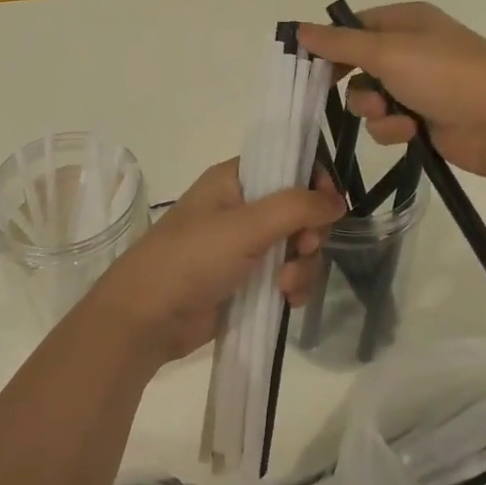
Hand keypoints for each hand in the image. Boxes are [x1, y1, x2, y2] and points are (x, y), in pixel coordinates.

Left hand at [90, 159, 343, 363]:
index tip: (330, 207)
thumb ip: (295, 207)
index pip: (288, 165)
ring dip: (303, 266)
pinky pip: (288, 276)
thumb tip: (338, 202)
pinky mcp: (248, 282)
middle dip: (310, 232)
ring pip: (298, 247)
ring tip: (286, 285)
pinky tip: (287, 302)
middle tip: (304, 247)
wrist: (147, 319)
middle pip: (300, 209)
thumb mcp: (245, 226)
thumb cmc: (192, 259)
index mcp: (235, 180)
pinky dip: (294, 287)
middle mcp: (242, 208)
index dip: (314, 182)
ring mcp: (246, 247)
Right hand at [297, 3, 485, 179]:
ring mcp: (421, 85)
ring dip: (373, 110)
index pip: (356, 26)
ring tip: (391, 114)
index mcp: (408, 20)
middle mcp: (413, 48)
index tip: (308, 65)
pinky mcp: (426, 118)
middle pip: (360, 64)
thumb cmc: (444, 74)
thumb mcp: (387, 52)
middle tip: (335, 92)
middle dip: (353, 83)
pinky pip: (390, 122)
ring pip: (371, 97)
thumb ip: (339, 43)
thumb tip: (298, 28)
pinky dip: (394, 128)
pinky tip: (410, 131)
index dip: (332, 45)